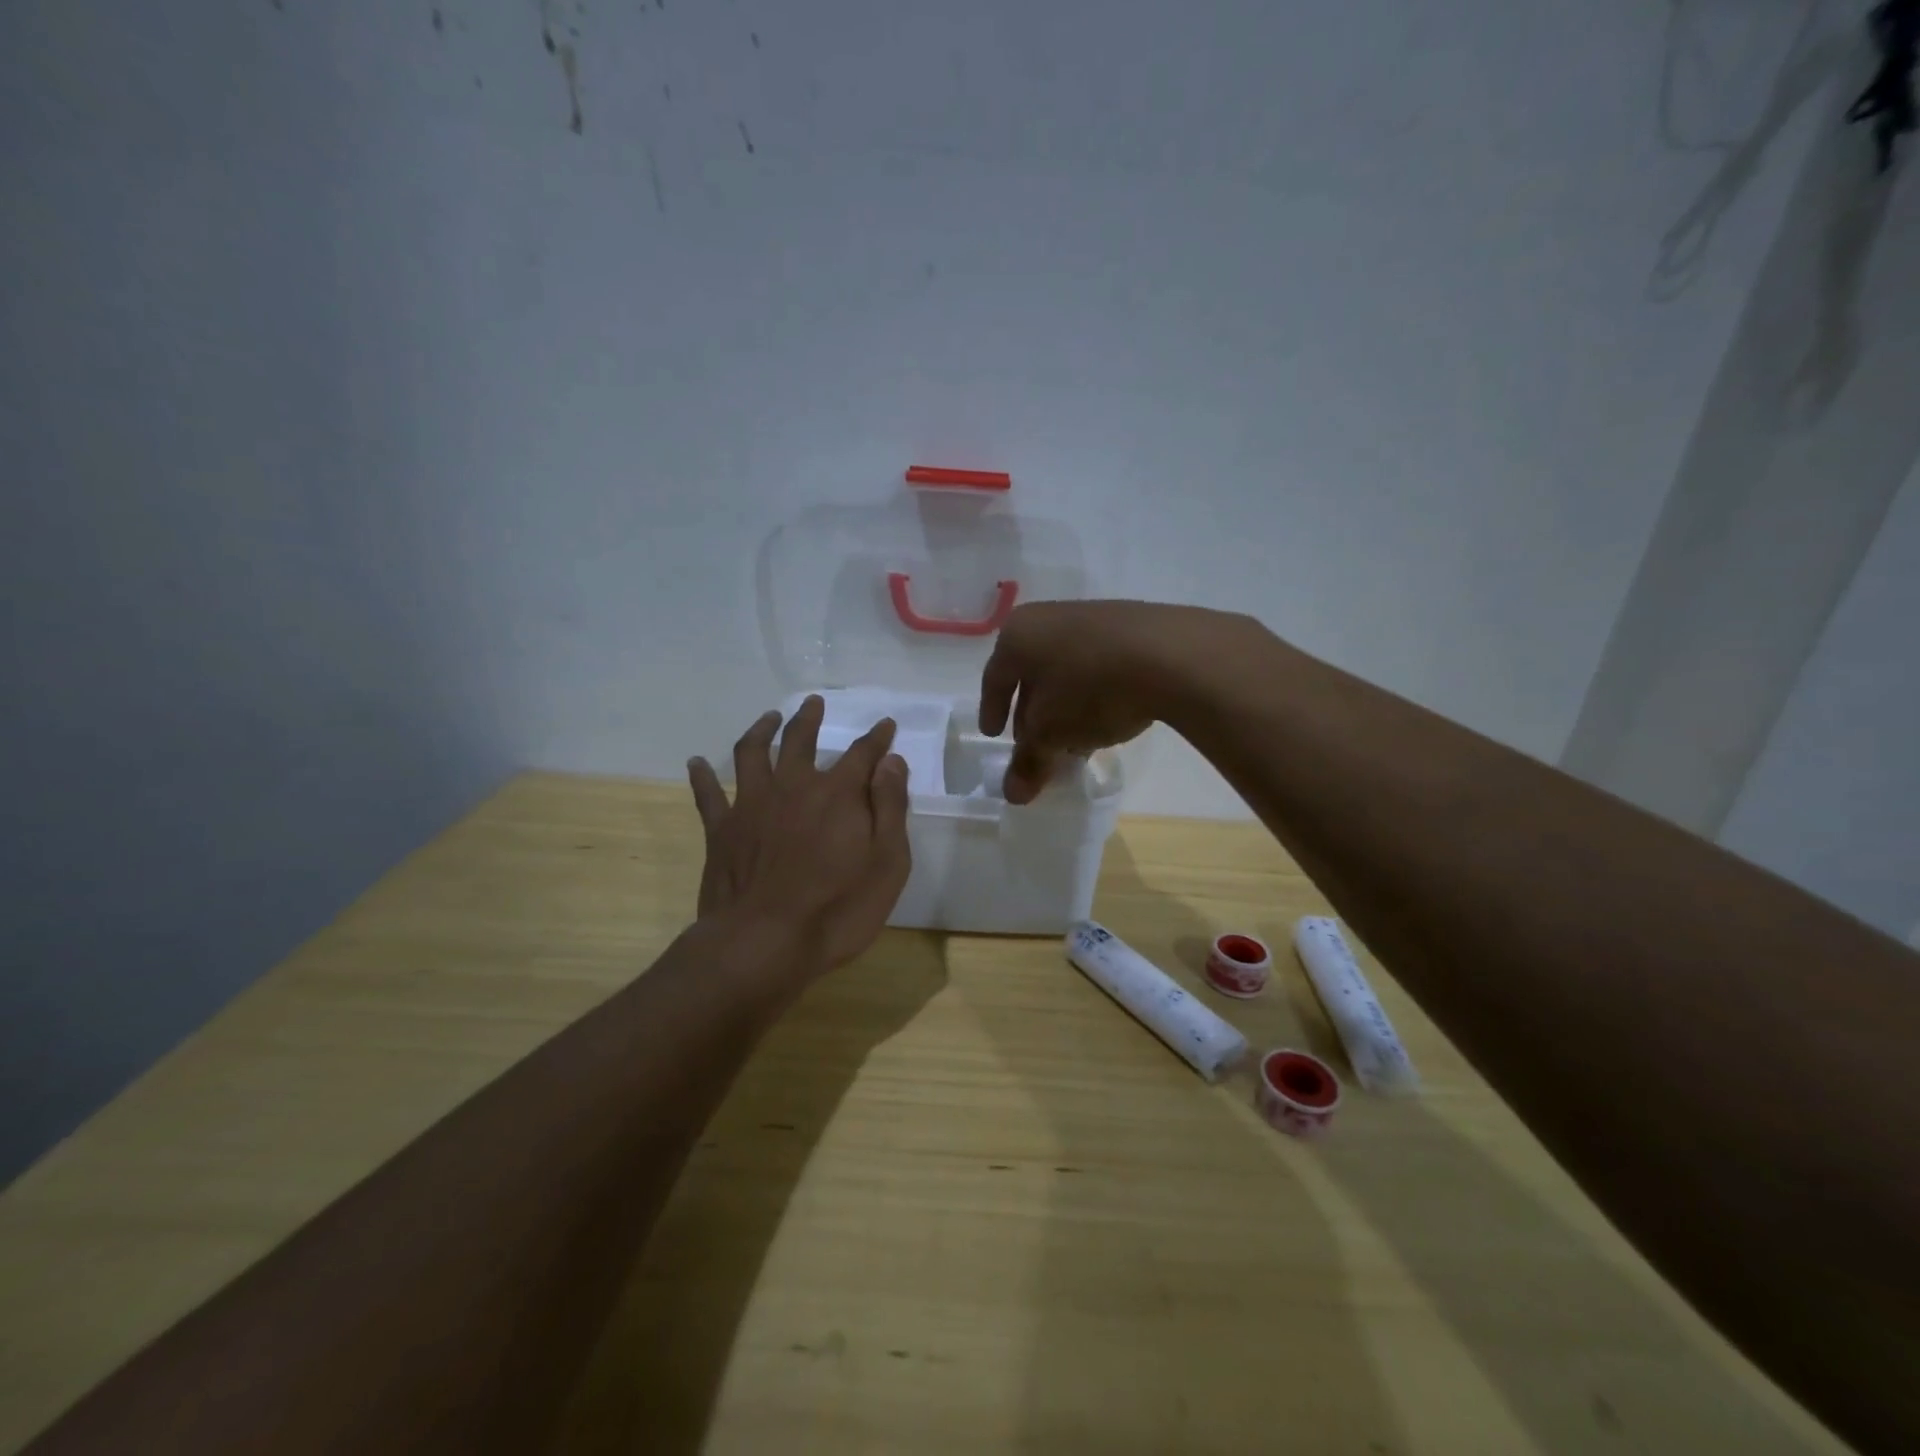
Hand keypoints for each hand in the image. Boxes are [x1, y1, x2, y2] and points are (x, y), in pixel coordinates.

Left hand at [687, 696, 912, 977]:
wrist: (763, 943)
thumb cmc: (837, 909)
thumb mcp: (887, 863)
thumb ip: (890, 807)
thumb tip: (891, 762)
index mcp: (837, 794)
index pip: (863, 753)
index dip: (877, 737)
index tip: (885, 725)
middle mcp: (793, 786)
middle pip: (801, 740)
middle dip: (811, 719)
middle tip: (815, 703)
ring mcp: (752, 805)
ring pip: (753, 752)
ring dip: (761, 729)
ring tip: (768, 718)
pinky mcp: (721, 830)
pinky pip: (707, 794)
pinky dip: (702, 775)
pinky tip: (696, 763)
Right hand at [979, 600, 1263, 802]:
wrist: (1172, 654)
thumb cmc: (1090, 689)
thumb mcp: (1051, 733)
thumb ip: (1028, 762)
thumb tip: (1012, 794)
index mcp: (1018, 635)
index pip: (993, 678)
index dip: (991, 710)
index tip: (993, 735)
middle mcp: (1048, 618)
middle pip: (1030, 674)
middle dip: (1031, 713)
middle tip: (1035, 745)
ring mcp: (1091, 617)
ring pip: (1065, 671)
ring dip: (1064, 707)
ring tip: (1073, 739)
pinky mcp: (1129, 626)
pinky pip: (1097, 664)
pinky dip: (1092, 693)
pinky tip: (1107, 719)